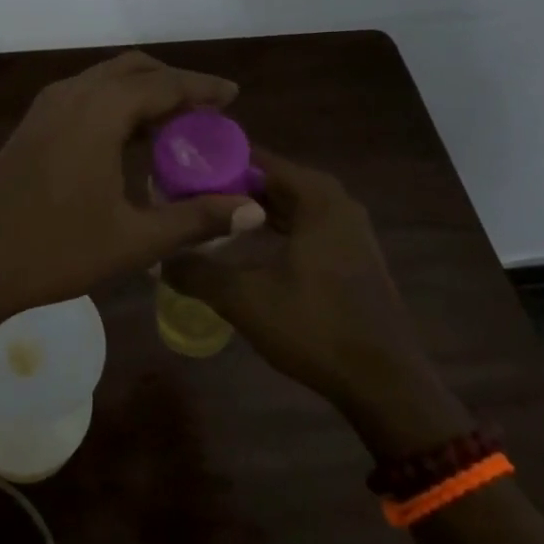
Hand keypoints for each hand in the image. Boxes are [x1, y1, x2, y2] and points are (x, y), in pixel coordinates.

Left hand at [0, 51, 264, 342]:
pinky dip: (115, 105)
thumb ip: (195, 220)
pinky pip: (84, 97)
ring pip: (105, 81)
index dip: (202, 87)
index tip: (233, 96)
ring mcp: (45, 108)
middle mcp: (71, 95)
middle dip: (173, 83)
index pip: (163, 84)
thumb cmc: (53, 251)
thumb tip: (252, 209)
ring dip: (142, 93)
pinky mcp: (31, 126)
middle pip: (133, 70)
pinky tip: (128, 141)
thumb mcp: (133, 240)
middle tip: (206, 111)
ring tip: (175, 127)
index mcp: (99, 112)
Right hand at [163, 150, 469, 452]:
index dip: (216, 163)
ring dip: (252, 210)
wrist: (384, 384)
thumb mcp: (244, 298)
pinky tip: (246, 247)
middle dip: (230, 187)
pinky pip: (304, 227)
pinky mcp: (351, 257)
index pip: (257, 159)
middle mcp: (336, 203)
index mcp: (317, 197)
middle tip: (186, 195)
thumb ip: (197, 272)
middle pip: (273, 180)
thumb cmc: (315, 327)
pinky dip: (274, 229)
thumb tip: (159, 257)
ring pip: (289, 206)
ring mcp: (348, 231)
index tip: (179, 171)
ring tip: (208, 217)